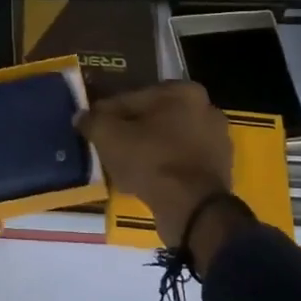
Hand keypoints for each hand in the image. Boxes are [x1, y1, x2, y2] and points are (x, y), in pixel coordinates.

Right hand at [76, 82, 232, 254]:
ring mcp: (217, 141)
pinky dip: (163, 167)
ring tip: (122, 166)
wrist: (193, 209)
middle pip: (154, 118)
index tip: (93, 126)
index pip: (134, 97)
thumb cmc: (151, 161)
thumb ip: (93, 121)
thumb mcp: (109, 136)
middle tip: (107, 146)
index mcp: (184, 91)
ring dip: (147, 150)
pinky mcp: (219, 169)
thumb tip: (81, 116)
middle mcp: (206, 109)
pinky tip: (144, 181)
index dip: (108, 112)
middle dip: (131, 130)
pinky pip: (181, 162)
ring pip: (169, 140)